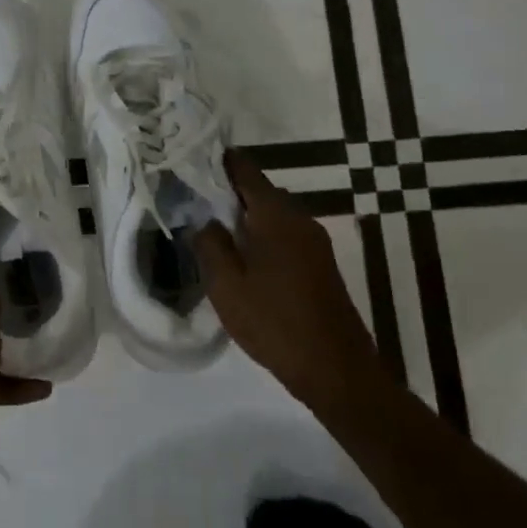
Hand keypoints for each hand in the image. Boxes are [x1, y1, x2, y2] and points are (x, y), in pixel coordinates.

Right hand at [192, 150, 379, 405]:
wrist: (334, 368)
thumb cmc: (274, 322)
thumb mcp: (227, 285)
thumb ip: (210, 245)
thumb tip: (205, 220)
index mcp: (276, 216)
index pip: (245, 170)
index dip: (219, 162)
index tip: (192, 159)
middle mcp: (300, 219)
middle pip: (259, 191)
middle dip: (227, 192)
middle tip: (192, 200)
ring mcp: (314, 242)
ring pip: (272, 215)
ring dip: (244, 217)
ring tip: (210, 229)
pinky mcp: (320, 264)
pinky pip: (284, 235)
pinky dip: (261, 236)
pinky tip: (241, 257)